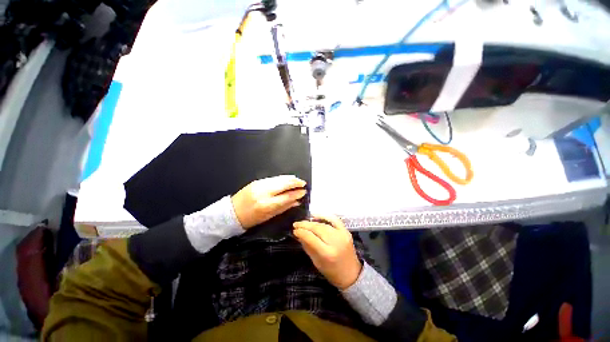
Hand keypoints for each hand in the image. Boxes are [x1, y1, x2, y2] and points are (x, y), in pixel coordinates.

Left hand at [231, 175, 306, 228]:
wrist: (231, 213)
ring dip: (289, 178)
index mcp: (267, 204)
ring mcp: (259, 184)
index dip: (297, 193)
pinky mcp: (256, 181)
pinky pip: (273, 178)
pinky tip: (286, 179)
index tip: (304, 191)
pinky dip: (281, 178)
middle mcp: (264, 192)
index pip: (286, 196)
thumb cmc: (251, 219)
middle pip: (283, 184)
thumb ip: (284, 208)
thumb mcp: (268, 217)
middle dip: (295, 182)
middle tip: (303, 183)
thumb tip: (297, 201)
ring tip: (297, 180)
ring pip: (279, 179)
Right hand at [293, 214, 362, 289]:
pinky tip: (316, 216)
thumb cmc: (332, 272)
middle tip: (296, 224)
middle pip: (317, 228)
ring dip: (312, 222)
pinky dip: (325, 216)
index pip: (311, 238)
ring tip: (304, 222)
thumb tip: (298, 234)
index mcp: (327, 253)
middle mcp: (335, 242)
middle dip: (305, 225)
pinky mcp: (346, 231)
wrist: (352, 274)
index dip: (301, 232)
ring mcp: (342, 235)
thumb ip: (307, 246)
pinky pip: (334, 219)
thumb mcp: (316, 262)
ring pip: (324, 224)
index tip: (294, 230)